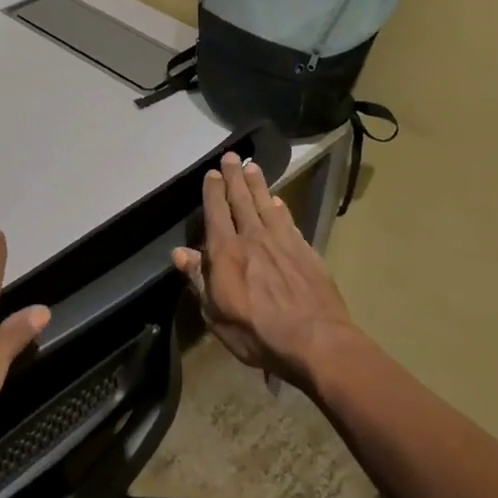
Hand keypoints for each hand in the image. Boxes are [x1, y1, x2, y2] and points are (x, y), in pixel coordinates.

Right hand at [172, 153, 360, 388]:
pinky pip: (288, 220)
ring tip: (252, 167)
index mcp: (227, 252)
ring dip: (258, 185)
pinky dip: (281, 207)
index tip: (212, 173)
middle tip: (231, 156)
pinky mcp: (305, 251)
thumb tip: (181, 252)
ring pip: (266, 204)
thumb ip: (199, 279)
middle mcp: (254, 238)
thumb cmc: (257, 333)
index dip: (213, 191)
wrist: (316, 341)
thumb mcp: (216, 314)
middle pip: (242, 200)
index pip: (217, 213)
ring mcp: (283, 242)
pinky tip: (278, 200)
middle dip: (235, 177)